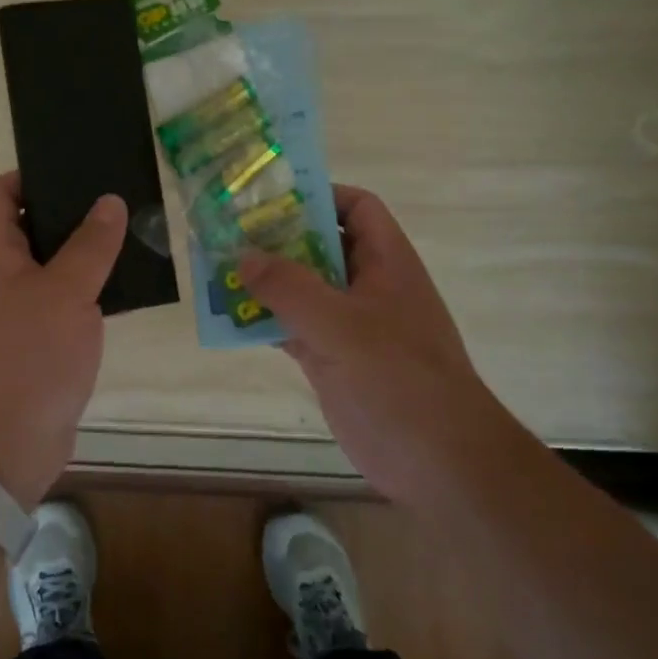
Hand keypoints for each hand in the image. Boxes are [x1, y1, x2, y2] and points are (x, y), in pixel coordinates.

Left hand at [0, 172, 127, 507]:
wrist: (9, 443)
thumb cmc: (30, 356)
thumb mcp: (66, 292)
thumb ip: (90, 245)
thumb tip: (109, 201)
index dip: (23, 177)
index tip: (68, 173)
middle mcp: (1, 277)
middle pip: (27, 227)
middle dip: (67, 212)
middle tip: (113, 200)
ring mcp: (19, 310)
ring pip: (52, 264)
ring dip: (85, 251)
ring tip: (129, 234)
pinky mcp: (40, 340)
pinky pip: (65, 299)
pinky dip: (90, 288)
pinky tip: (125, 284)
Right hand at [238, 185, 507, 498]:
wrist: (439, 462)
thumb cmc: (398, 378)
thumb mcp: (340, 324)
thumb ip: (289, 287)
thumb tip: (243, 255)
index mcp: (385, 263)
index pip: (357, 208)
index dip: (319, 196)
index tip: (270, 199)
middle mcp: (369, 286)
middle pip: (321, 246)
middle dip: (278, 239)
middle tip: (228, 233)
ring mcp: (351, 326)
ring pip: (304, 289)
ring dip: (266, 282)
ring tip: (218, 271)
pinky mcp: (335, 360)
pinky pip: (295, 328)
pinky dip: (266, 321)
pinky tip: (231, 320)